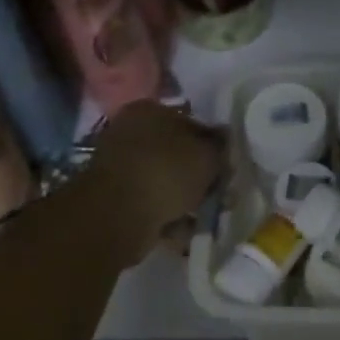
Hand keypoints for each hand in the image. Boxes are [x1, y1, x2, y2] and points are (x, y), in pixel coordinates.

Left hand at [85, 101, 224, 264]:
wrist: (117, 216)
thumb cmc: (165, 172)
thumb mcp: (207, 155)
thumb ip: (219, 147)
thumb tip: (223, 143)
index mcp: (150, 110)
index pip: (190, 121)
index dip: (212, 143)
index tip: (225, 164)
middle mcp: (130, 133)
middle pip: (175, 152)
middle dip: (197, 174)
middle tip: (218, 192)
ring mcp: (118, 167)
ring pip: (163, 180)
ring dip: (183, 198)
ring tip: (203, 215)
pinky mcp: (113, 200)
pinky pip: (150, 205)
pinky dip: (166, 217)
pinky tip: (183, 230)